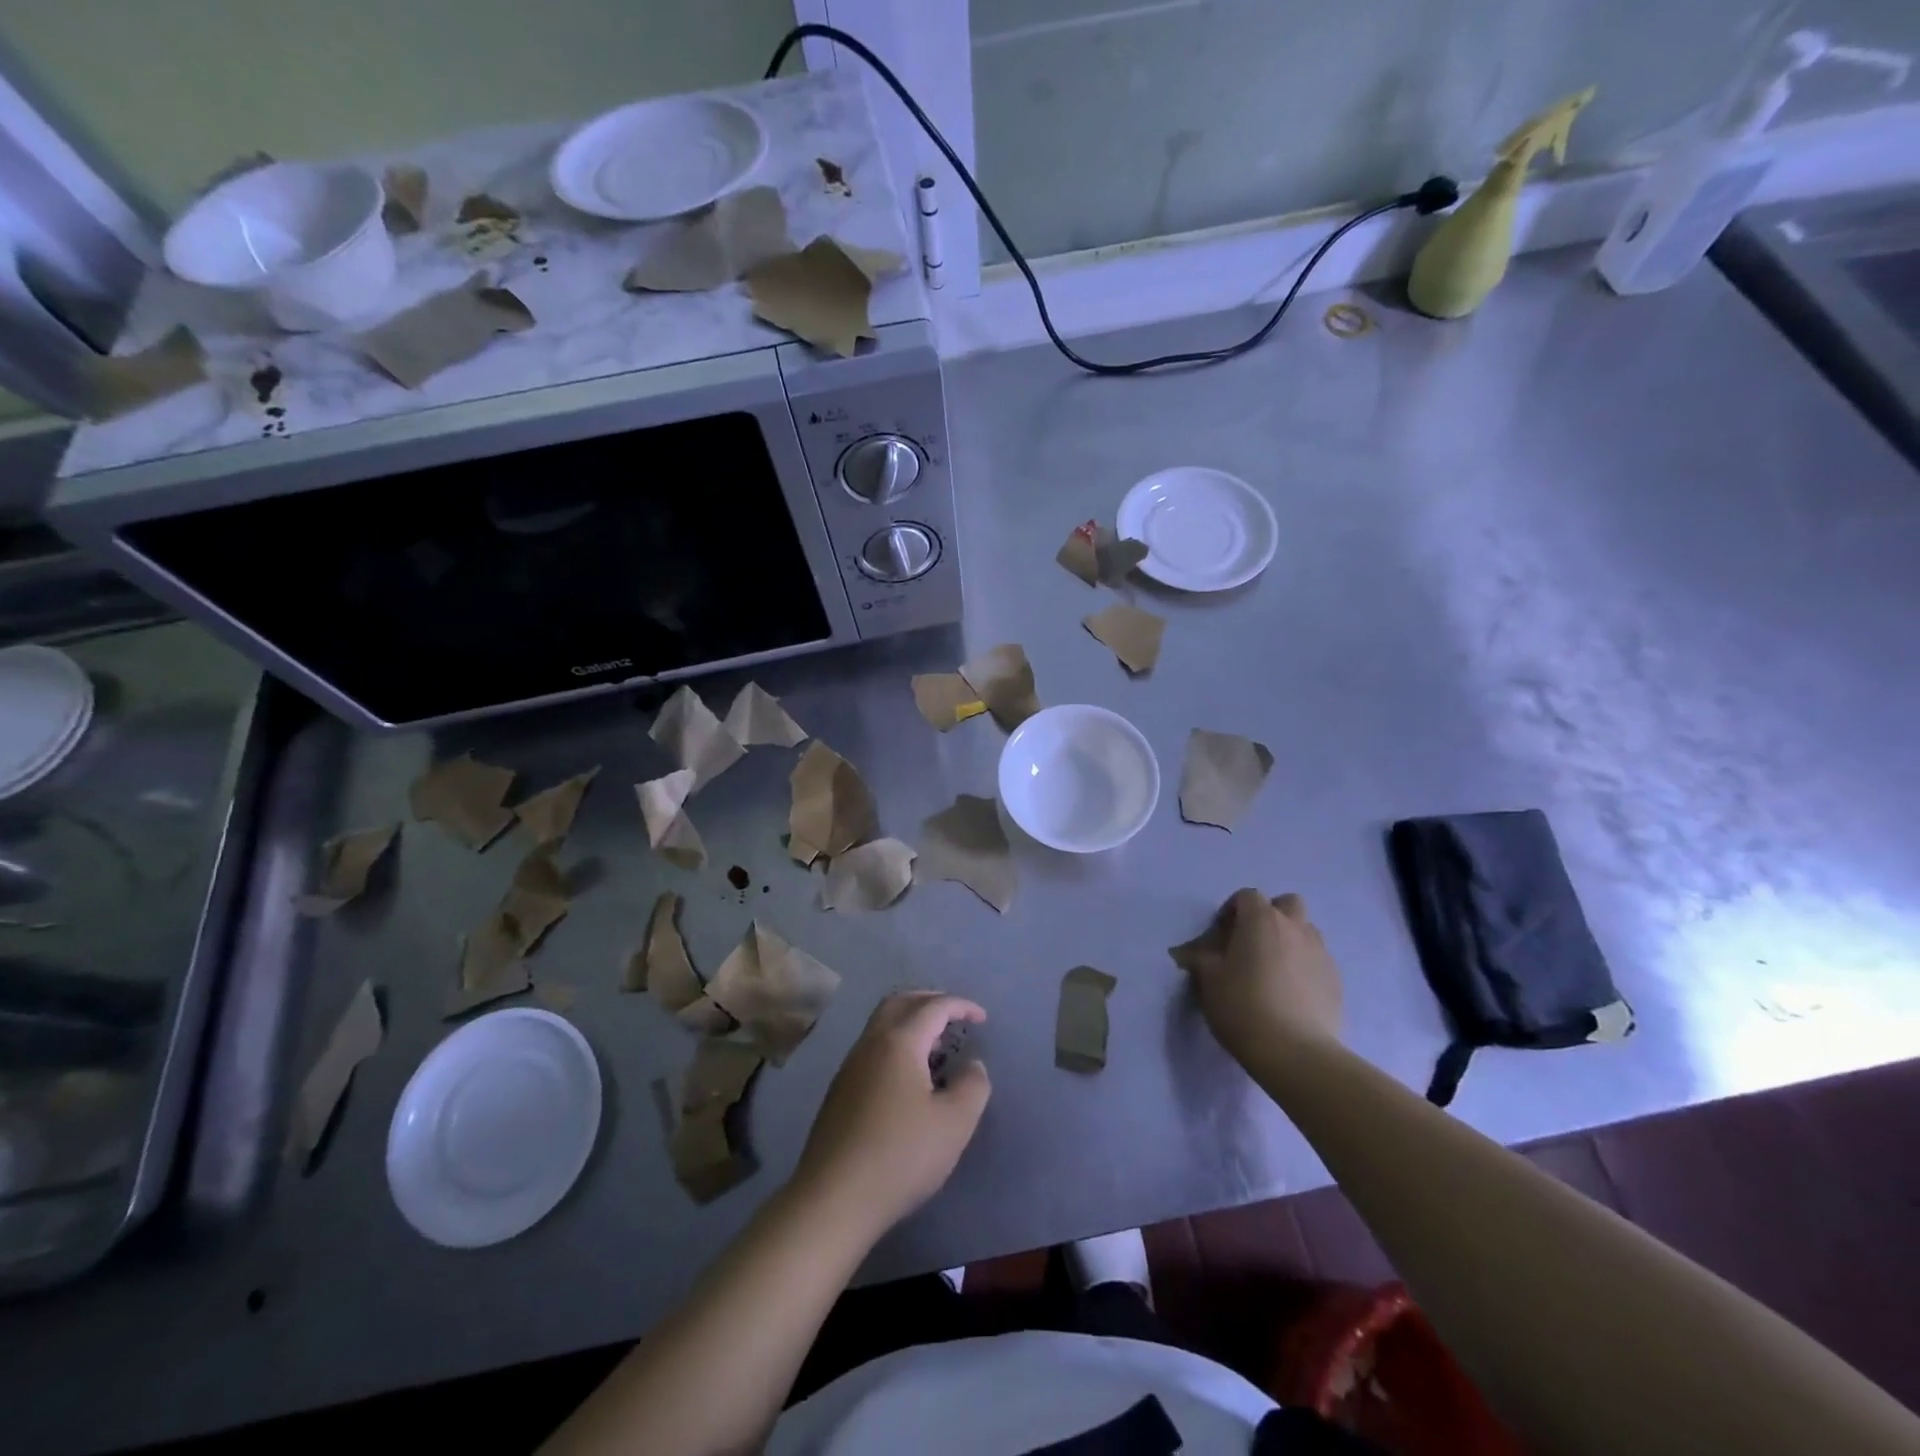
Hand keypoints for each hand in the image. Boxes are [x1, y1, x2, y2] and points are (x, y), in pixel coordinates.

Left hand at [792, 992, 990, 1234]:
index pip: (933, 1007)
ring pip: (881, 1024)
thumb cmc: (901, 1156)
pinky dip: (896, 1043)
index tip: (982, 1018)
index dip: (961, 1006)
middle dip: (930, 1001)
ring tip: (936, 1044)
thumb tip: (973, 1065)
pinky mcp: (839, 1091)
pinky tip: (908, 1076)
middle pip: (900, 1002)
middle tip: (955, 1015)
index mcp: (899, 1042)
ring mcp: (850, 1066)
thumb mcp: (954, 1124)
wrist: (834, 1199)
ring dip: (910, 1022)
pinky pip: (872, 1048)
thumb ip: (972, 1086)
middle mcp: (870, 1044)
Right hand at [1178, 890, 1342, 1066]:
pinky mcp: (1336, 980)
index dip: (1232, 909)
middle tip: (1254, 942)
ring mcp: (1320, 953)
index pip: (1248, 896)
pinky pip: (1318, 960)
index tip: (1222, 934)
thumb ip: (1200, 957)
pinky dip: (1304, 966)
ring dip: (1290, 939)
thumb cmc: (1242, 1006)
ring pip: (1307, 931)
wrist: (1294, 1052)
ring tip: (1274, 968)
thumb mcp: (1208, 979)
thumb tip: (1190, 951)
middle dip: (1271, 915)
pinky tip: (1292, 992)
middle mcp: (1295, 928)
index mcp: (1261, 920)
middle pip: (1287, 903)